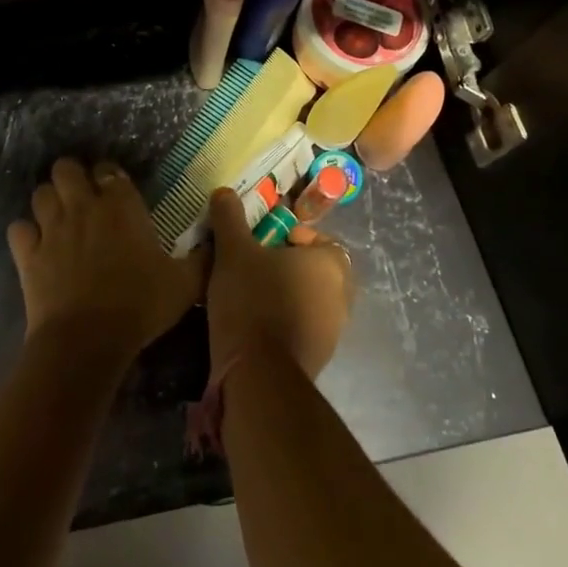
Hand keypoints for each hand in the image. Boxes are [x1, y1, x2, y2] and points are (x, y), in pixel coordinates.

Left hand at [7, 157, 206, 354]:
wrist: (87, 340)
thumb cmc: (140, 305)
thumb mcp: (185, 284)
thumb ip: (203, 259)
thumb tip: (216, 242)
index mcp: (121, 205)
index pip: (109, 170)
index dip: (109, 177)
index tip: (115, 192)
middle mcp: (83, 206)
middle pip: (65, 168)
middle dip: (71, 177)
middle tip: (82, 198)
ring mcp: (51, 228)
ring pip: (40, 193)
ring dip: (48, 201)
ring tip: (58, 218)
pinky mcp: (28, 254)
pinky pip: (18, 229)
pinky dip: (25, 233)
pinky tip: (35, 246)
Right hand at [203, 189, 353, 378]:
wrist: (258, 375)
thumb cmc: (252, 300)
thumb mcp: (233, 251)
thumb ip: (229, 218)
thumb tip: (224, 191)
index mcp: (331, 263)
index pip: (318, 238)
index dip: (289, 235)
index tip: (262, 241)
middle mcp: (343, 295)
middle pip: (313, 269)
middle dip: (285, 265)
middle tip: (252, 264)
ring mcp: (334, 331)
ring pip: (308, 299)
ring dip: (284, 293)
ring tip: (248, 293)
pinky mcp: (319, 358)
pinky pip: (302, 327)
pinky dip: (283, 321)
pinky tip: (253, 323)